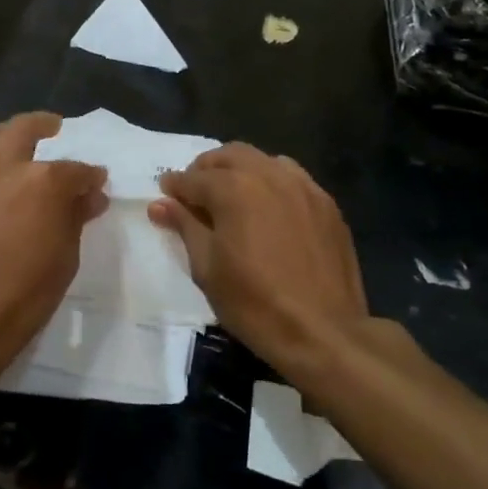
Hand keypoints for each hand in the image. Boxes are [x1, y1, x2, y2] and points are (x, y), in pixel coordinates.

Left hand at [0, 113, 107, 379]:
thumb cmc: (24, 294)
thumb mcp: (65, 257)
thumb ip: (75, 217)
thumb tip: (90, 197)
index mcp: (41, 181)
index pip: (75, 169)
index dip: (90, 175)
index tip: (97, 182)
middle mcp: (2, 167)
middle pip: (23, 129)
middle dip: (43, 124)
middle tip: (54, 127)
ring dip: (4, 135)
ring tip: (14, 142)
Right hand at [149, 144, 369, 383]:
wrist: (323, 332)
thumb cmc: (253, 303)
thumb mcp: (206, 268)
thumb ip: (185, 226)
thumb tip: (160, 204)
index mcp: (234, 188)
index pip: (194, 178)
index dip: (175, 187)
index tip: (165, 195)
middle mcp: (269, 175)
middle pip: (229, 156)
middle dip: (206, 169)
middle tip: (195, 194)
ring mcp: (303, 187)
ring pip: (263, 160)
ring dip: (240, 170)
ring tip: (232, 197)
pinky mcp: (327, 204)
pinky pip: (293, 178)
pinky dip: (272, 182)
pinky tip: (269, 208)